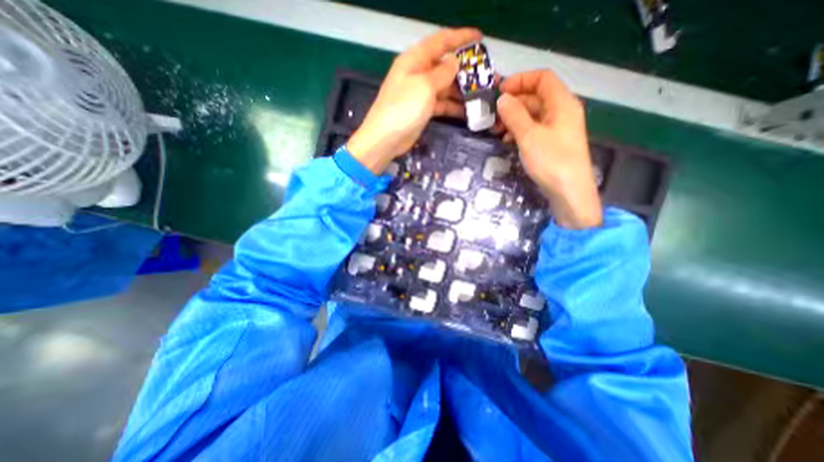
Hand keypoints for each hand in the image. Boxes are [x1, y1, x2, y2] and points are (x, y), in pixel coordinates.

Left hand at [349, 27, 483, 174]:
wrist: (385, 139)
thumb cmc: (403, 108)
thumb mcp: (424, 86)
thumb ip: (442, 73)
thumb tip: (454, 62)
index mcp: (416, 60)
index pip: (441, 41)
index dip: (461, 37)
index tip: (481, 38)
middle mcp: (418, 74)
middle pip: (446, 67)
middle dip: (466, 71)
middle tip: (487, 77)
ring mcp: (420, 94)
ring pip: (446, 87)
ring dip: (462, 91)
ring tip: (482, 96)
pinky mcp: (423, 111)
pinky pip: (442, 104)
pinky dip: (453, 107)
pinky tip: (468, 111)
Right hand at [496, 70, 602, 229]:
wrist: (569, 191)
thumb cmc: (551, 160)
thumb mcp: (529, 136)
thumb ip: (514, 115)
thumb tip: (502, 99)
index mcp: (562, 102)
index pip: (542, 78)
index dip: (520, 80)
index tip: (499, 91)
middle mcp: (562, 111)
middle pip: (536, 97)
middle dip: (513, 103)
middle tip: (492, 116)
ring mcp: (557, 128)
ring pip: (533, 115)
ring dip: (513, 119)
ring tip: (496, 131)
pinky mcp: (552, 143)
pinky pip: (534, 129)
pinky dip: (519, 132)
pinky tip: (508, 141)